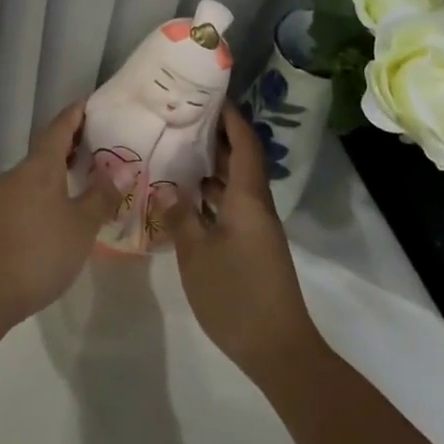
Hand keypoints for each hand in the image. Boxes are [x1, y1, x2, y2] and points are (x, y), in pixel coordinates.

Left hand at [0, 99, 115, 327]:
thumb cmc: (40, 252)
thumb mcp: (81, 225)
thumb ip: (102, 196)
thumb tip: (122, 170)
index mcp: (40, 166)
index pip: (60, 126)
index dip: (78, 112)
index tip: (95, 103)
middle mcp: (20, 173)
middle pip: (48, 146)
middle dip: (74, 139)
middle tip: (103, 139)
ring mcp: (6, 195)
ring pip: (39, 170)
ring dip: (62, 165)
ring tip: (90, 172)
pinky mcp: (0, 217)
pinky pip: (31, 189)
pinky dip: (51, 186)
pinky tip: (66, 204)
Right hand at [162, 102, 324, 383]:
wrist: (277, 348)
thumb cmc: (236, 295)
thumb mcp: (197, 254)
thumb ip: (180, 217)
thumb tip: (165, 188)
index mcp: (248, 198)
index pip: (244, 143)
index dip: (230, 117)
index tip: (209, 95)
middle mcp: (256, 205)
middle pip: (241, 159)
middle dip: (217, 136)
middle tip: (182, 119)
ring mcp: (256, 227)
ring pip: (235, 183)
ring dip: (212, 165)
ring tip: (177, 149)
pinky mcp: (252, 245)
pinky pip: (231, 205)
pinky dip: (212, 194)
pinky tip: (186, 196)